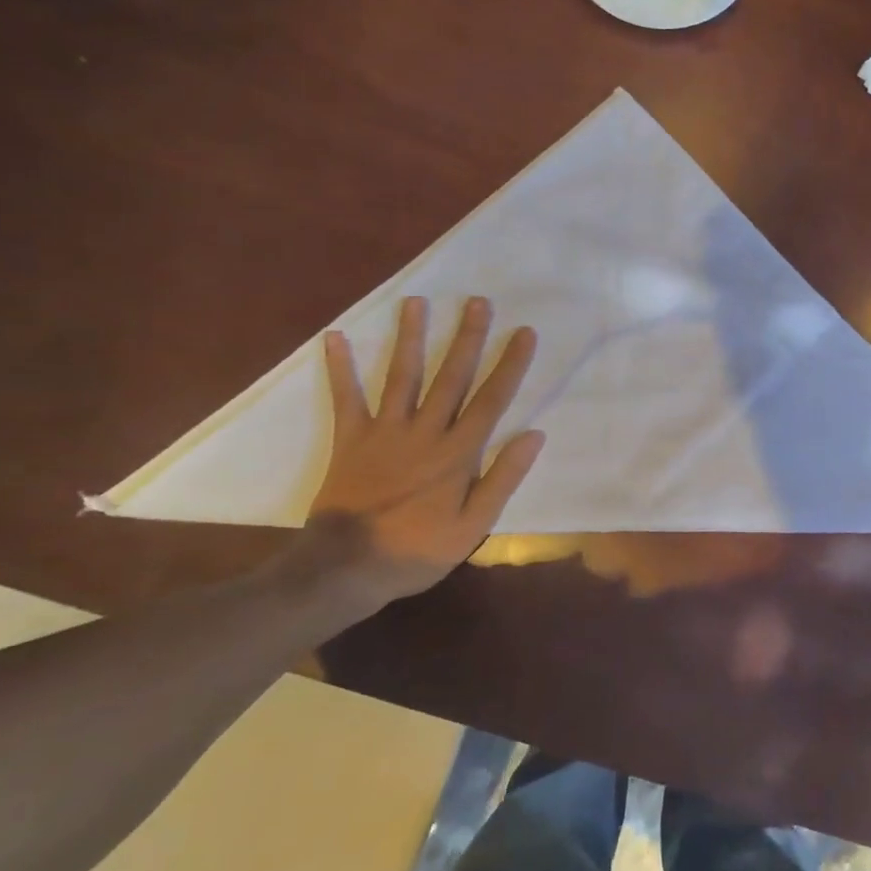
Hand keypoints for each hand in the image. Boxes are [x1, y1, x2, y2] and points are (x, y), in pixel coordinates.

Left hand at [309, 295, 544, 602]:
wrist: (347, 568)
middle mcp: (424, 431)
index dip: (509, 364)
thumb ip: (503, 478)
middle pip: (450, 376)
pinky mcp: (351, 440)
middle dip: (467, 337)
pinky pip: (346, 398)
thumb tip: (534, 436)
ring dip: (410, 337)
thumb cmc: (417, 549)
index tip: (524, 332)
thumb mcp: (472, 525)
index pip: (491, 399)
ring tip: (417, 302)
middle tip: (478, 301)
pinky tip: (336, 337)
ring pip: (402, 376)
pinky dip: (340, 368)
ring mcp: (385, 432)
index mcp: (457, 452)